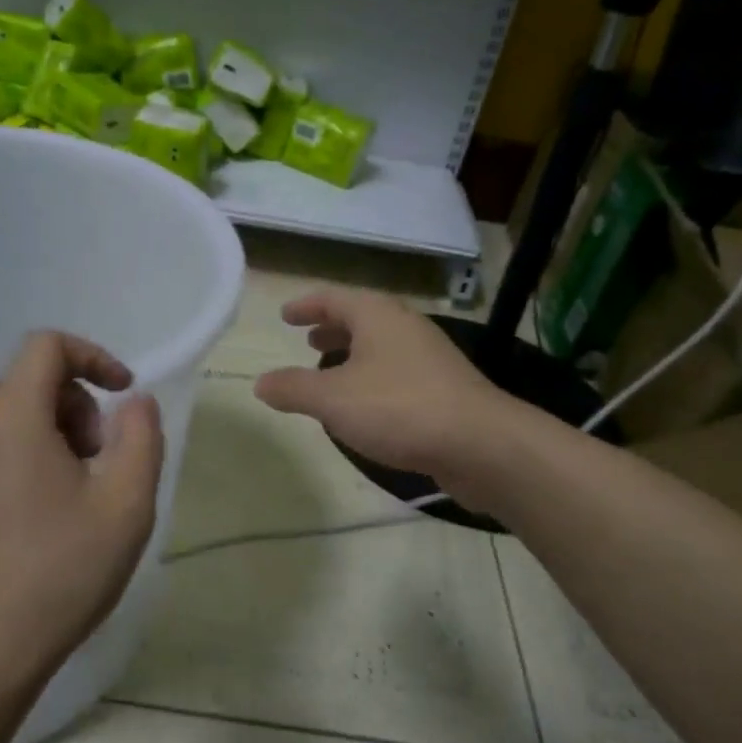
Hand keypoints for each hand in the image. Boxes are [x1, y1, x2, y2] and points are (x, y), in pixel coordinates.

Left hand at [0, 331, 164, 694]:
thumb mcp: (126, 502)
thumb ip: (141, 436)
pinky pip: (3, 446)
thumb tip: (135, 401)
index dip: (95, 357)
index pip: (47, 346)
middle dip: (82, 405)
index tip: (125, 396)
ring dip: (64, 432)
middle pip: (34, 380)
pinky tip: (58, 510)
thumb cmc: (62, 569)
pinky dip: (39, 454)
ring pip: (19, 415)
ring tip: (87, 490)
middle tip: (107, 460)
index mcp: (11, 417)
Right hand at [254, 288, 508, 504]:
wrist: (480, 444)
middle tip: (308, 340)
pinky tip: (365, 405)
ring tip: (331, 372)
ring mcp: (430, 357)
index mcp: (377, 316)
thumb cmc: (399, 408)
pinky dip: (373, 377)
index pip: (334, 298)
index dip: (306, 305)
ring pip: (381, 346)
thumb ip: (293, 388)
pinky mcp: (444, 388)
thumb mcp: (332, 399)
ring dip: (353, 354)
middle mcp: (406, 327)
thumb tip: (260, 383)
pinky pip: (397, 371)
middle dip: (332, 328)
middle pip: (362, 319)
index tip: (285, 315)